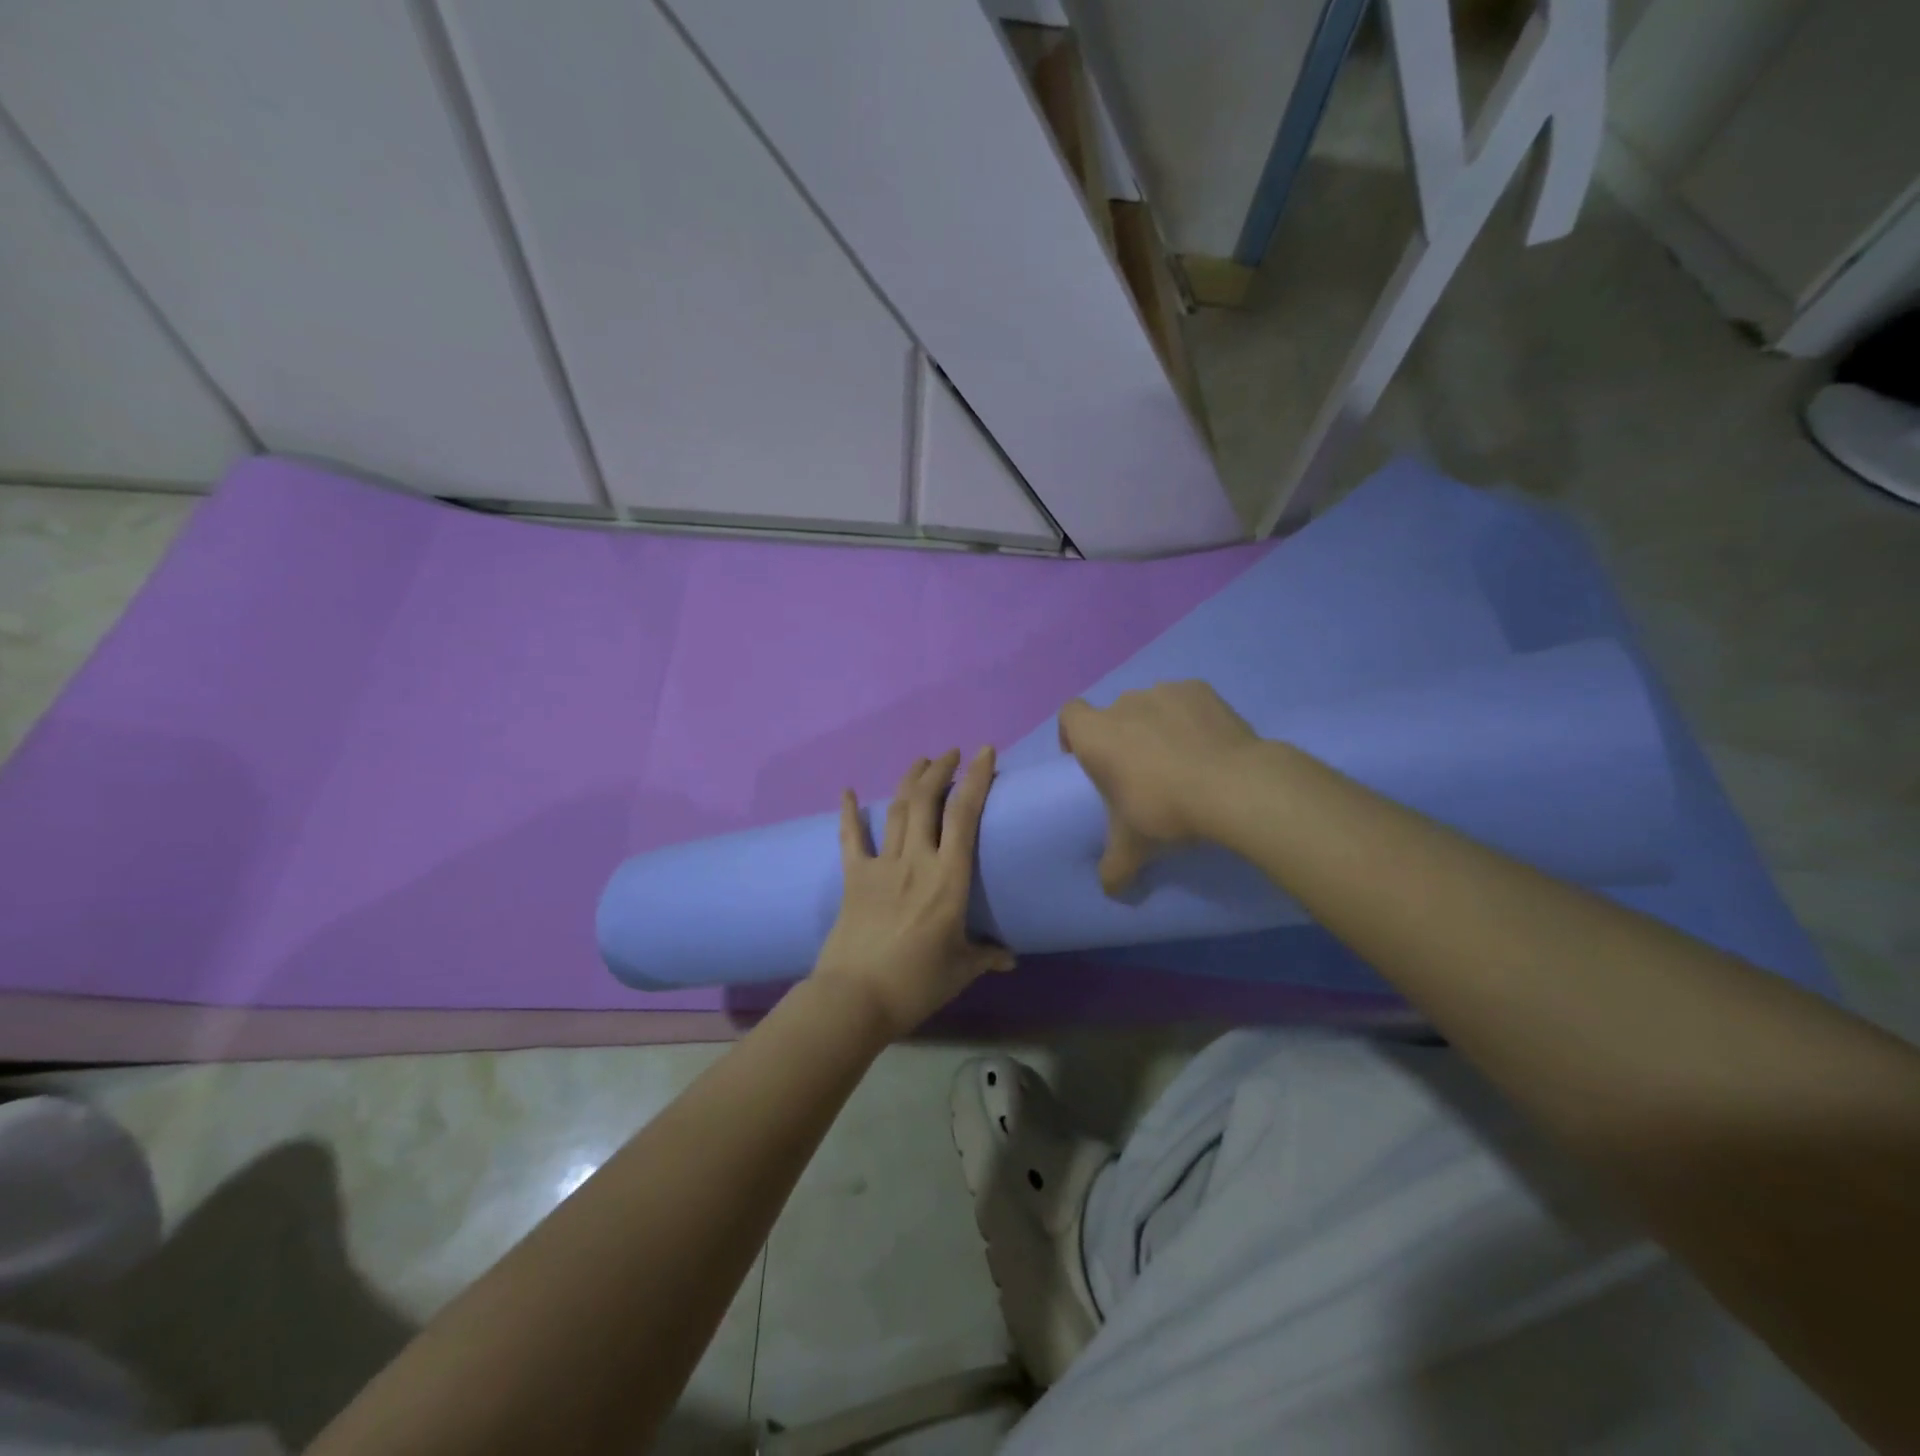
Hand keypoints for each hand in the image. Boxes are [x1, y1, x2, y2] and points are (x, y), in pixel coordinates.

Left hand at [813, 748, 1015, 1038]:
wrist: (855, 998)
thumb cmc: (916, 984)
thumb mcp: (961, 969)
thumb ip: (987, 956)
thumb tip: (1009, 957)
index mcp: (948, 879)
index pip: (965, 816)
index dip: (975, 779)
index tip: (984, 753)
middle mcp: (916, 861)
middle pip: (926, 801)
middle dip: (940, 770)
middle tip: (952, 753)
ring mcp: (881, 866)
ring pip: (896, 810)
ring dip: (909, 781)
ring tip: (922, 762)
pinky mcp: (853, 877)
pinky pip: (851, 838)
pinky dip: (848, 813)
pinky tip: (845, 790)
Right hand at [1058, 682, 1260, 894]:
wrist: (1233, 787)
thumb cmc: (1165, 810)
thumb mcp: (1133, 848)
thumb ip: (1114, 868)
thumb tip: (1110, 891)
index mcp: (1095, 735)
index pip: (1069, 715)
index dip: (1073, 735)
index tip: (1088, 760)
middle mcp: (1124, 705)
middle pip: (1113, 715)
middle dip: (1122, 737)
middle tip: (1141, 772)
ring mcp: (1164, 692)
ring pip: (1150, 706)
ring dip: (1156, 726)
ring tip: (1180, 759)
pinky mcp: (1200, 689)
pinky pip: (1185, 702)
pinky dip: (1190, 718)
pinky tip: (1207, 745)